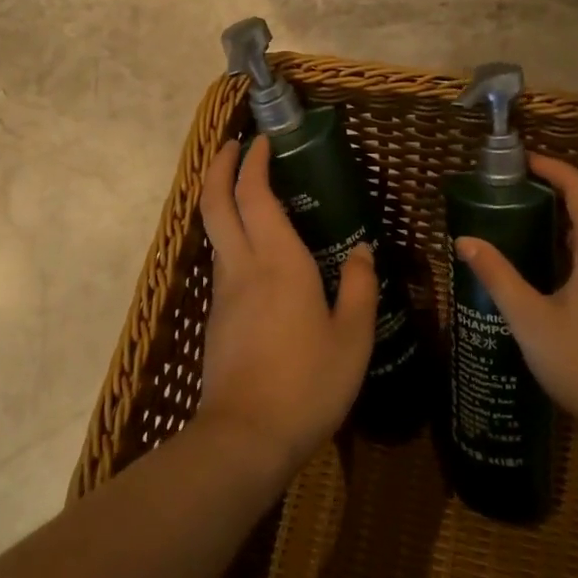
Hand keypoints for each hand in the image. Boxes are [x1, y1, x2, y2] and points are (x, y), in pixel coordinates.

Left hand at [192, 136, 376, 480]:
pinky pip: (222, 261)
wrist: (246, 437)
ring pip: (214, 232)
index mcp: (278, 262)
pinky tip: (257, 253)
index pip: (255, 195)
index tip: (263, 140)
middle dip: (220, 167)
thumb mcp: (352, 335)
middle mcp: (242, 267)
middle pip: (215, 203)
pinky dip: (231, 236)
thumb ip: (360, 285)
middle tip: (235, 146)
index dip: (254, 162)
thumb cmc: (308, 382)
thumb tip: (362, 250)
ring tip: (250, 193)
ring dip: (223, 201)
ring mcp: (223, 293)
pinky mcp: (218, 318)